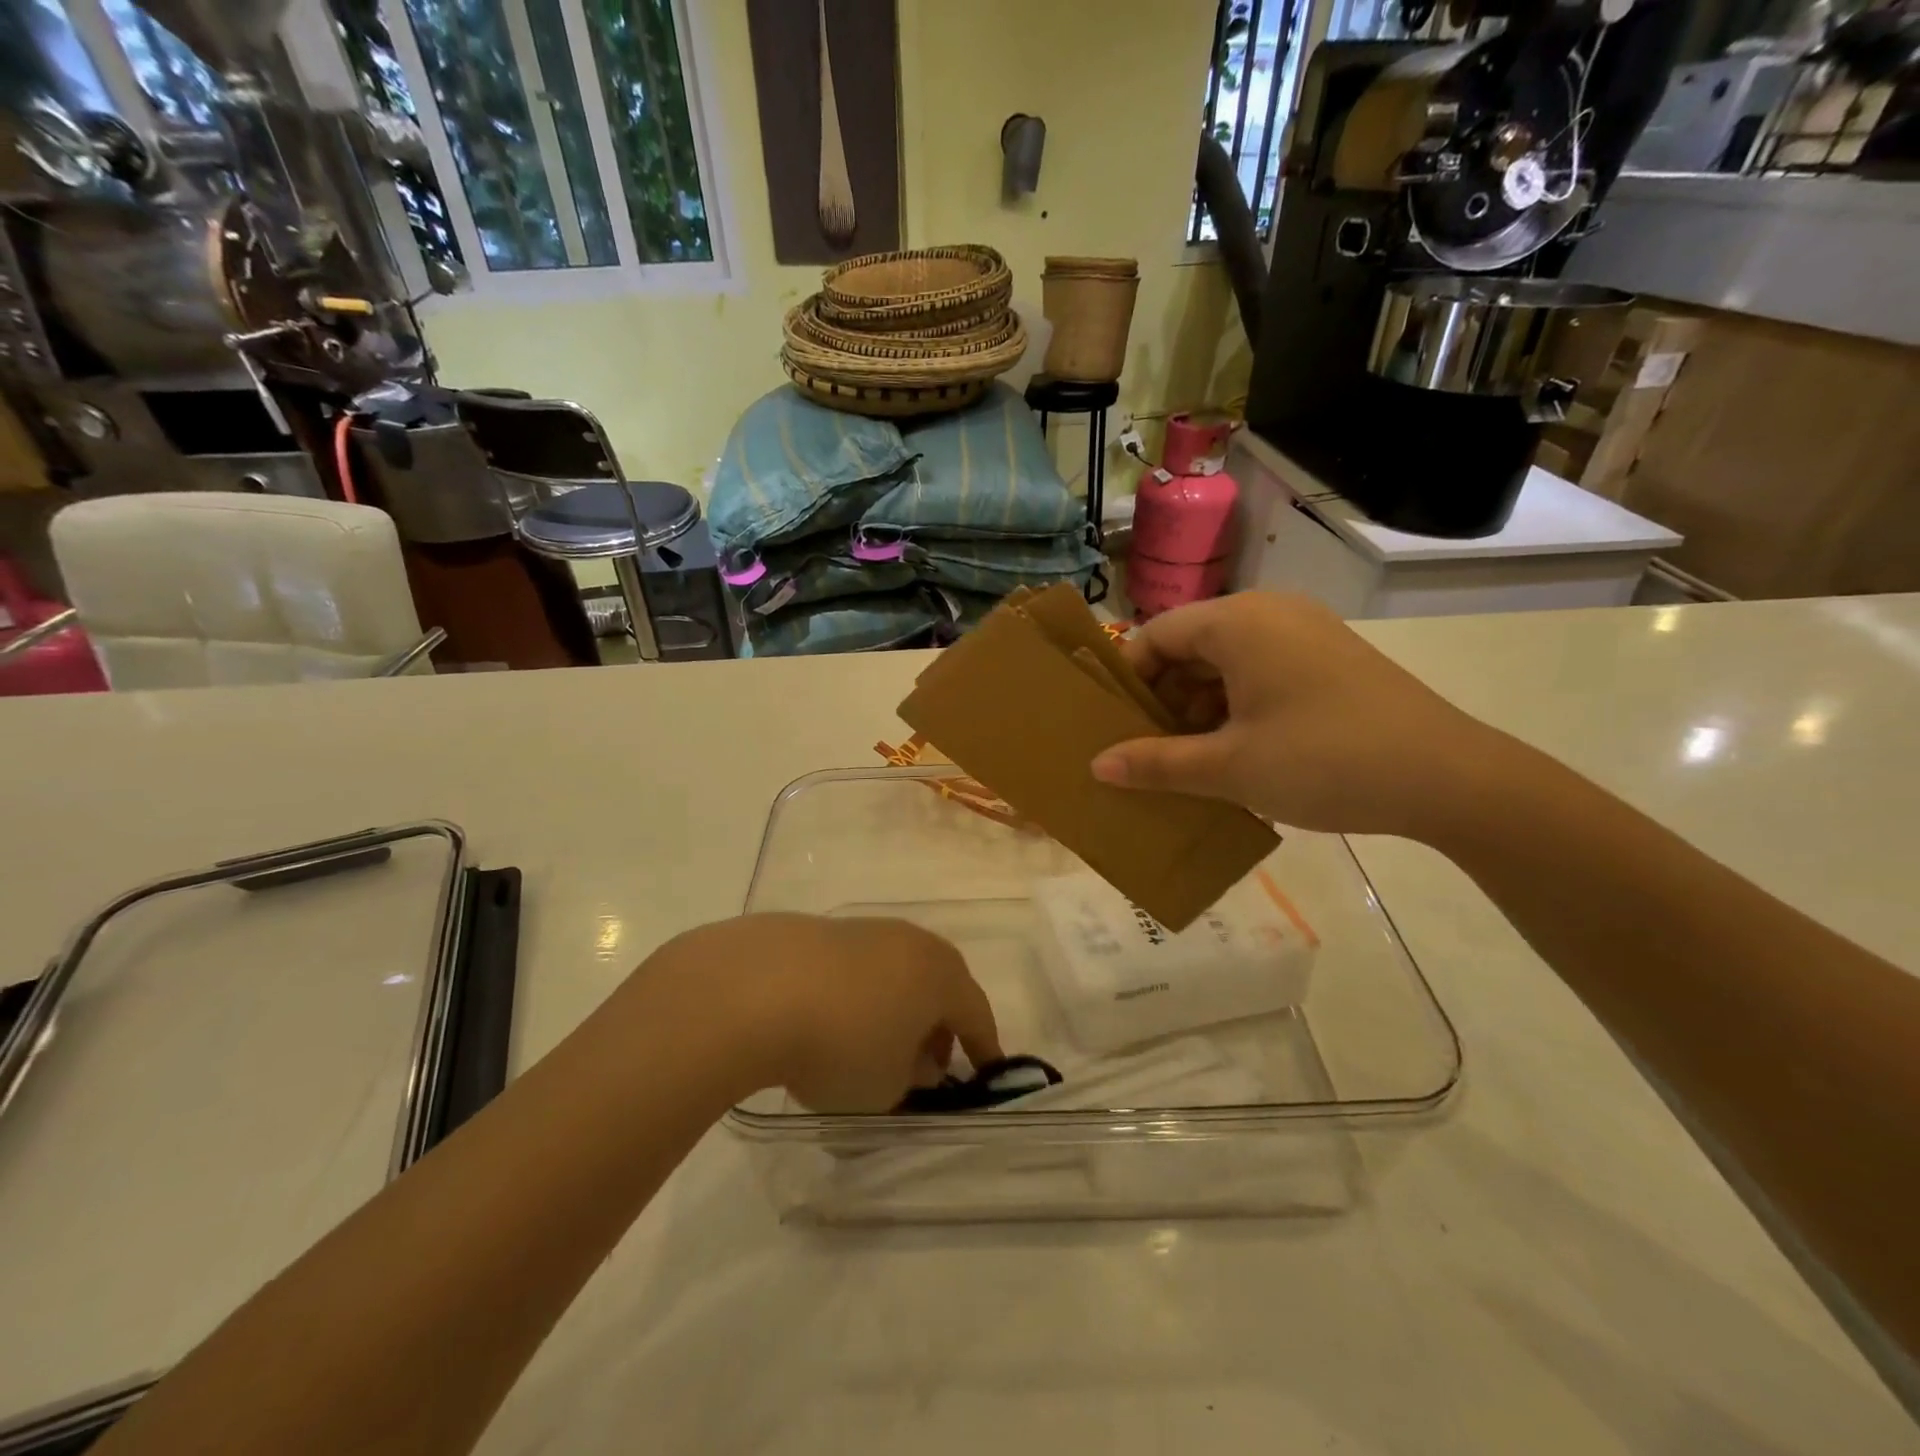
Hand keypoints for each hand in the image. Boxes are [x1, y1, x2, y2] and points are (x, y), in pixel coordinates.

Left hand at [635, 914, 1001, 1112]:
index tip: (985, 1074)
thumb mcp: (887, 1086)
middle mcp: (911, 942)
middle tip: (927, 1062)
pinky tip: (831, 1019)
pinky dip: (859, 993)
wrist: (754, 989)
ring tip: (875, 1042)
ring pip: (897, 970)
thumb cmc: (841, 1045)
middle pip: (939, 983)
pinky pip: (858, 966)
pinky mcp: (822, 929)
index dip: (983, 1048)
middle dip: (939, 1024)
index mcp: (940, 974)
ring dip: (897, 1005)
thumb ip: (913, 1077)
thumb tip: (917, 1060)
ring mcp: (865, 930)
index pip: (976, 1013)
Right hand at [1090, 592, 1497, 837]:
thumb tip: (1097, 765)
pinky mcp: (1328, 658)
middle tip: (1147, 750)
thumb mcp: (1229, 768)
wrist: (1449, 778)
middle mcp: (1269, 612)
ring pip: (1224, 661)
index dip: (1127, 680)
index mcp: (1237, 622)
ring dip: (1198, 706)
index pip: (1155, 635)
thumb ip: (1156, 764)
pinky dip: (1235, 705)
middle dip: (1162, 698)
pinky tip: (1236, 751)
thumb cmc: (1324, 761)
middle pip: (1189, 646)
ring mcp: (1304, 632)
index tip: (1113, 728)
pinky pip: (1260, 671)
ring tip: (1189, 759)